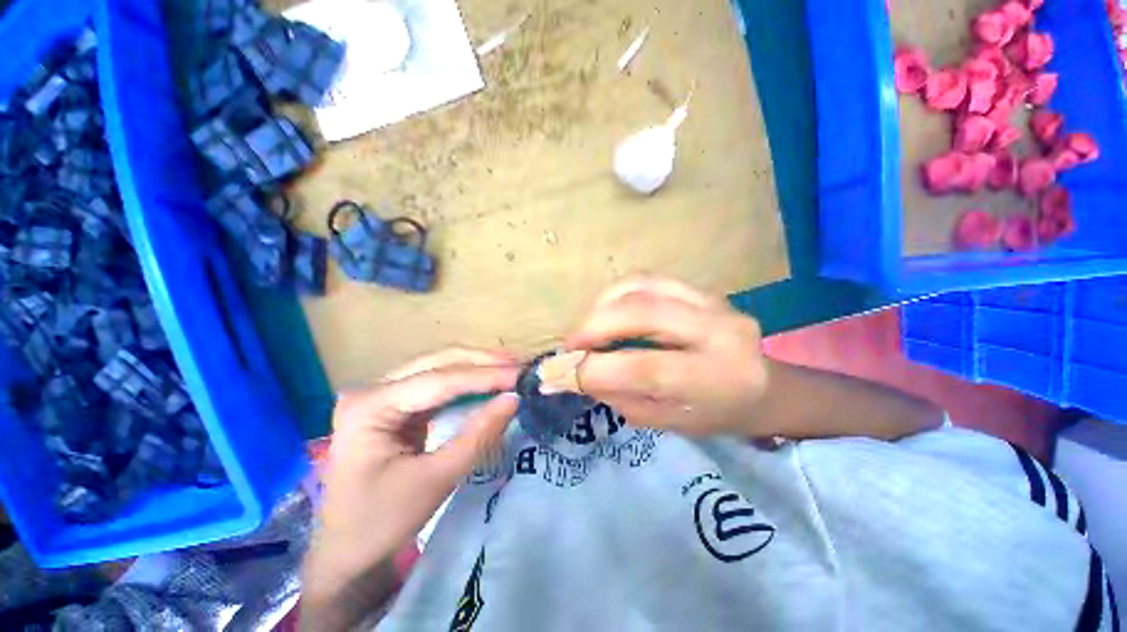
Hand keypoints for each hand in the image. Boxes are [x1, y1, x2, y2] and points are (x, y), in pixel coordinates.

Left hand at [303, 349, 518, 627]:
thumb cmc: (381, 523)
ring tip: (512, 368)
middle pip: (438, 362)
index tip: (522, 374)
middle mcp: (373, 390)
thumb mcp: (436, 480)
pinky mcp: (396, 405)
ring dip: (477, 367)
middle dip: (483, 362)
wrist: (346, 552)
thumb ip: (478, 435)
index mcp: (369, 407)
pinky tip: (489, 381)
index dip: (484, 375)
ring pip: (439, 367)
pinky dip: (467, 382)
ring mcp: (383, 394)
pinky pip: (438, 383)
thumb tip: (514, 398)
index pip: (439, 380)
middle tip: (521, 365)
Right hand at [566, 277, 767, 436]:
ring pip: (642, 286)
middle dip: (593, 327)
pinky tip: (608, 311)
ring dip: (602, 306)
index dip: (593, 370)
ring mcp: (713, 302)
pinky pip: (649, 279)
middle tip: (570, 346)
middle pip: (641, 312)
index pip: (644, 367)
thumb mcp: (666, 422)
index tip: (559, 375)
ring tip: (587, 329)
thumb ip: (619, 396)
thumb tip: (572, 374)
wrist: (765, 388)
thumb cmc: (715, 415)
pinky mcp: (702, 290)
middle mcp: (719, 331)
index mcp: (715, 378)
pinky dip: (618, 293)